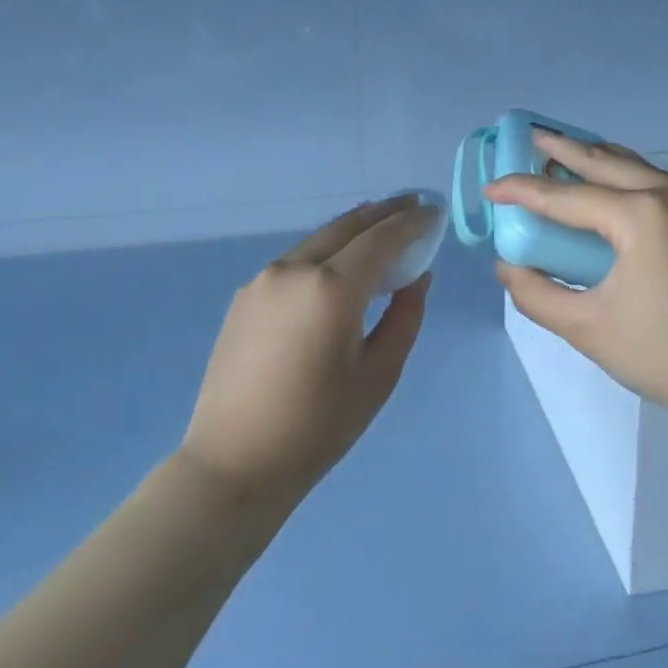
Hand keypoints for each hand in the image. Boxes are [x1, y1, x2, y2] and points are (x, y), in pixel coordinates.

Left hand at [180, 196, 436, 503]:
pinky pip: (296, 260)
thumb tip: (417, 278)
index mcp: (331, 288)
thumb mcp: (378, 375)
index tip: (434, 212)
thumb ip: (405, 317)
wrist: (233, 463)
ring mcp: (264, 279)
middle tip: (413, 205)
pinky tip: (338, 263)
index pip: (381, 238)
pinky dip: (325, 251)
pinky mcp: (245, 296)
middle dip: (384, 212)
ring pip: (318, 239)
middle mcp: (294, 270)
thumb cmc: (318, 427)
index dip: (412, 223)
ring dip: (353, 229)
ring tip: (381, 226)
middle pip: (347, 226)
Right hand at [486, 133, 667, 428]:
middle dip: (564, 149)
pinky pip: (660, 182)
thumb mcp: (589, 329)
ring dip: (598, 158)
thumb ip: (538, 294)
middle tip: (531, 136)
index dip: (523, 191)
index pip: (567, 196)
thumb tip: (507, 267)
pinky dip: (628, 176)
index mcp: (642, 216)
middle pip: (605, 161)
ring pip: (637, 166)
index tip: (490, 187)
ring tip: (566, 149)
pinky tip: (613, 184)